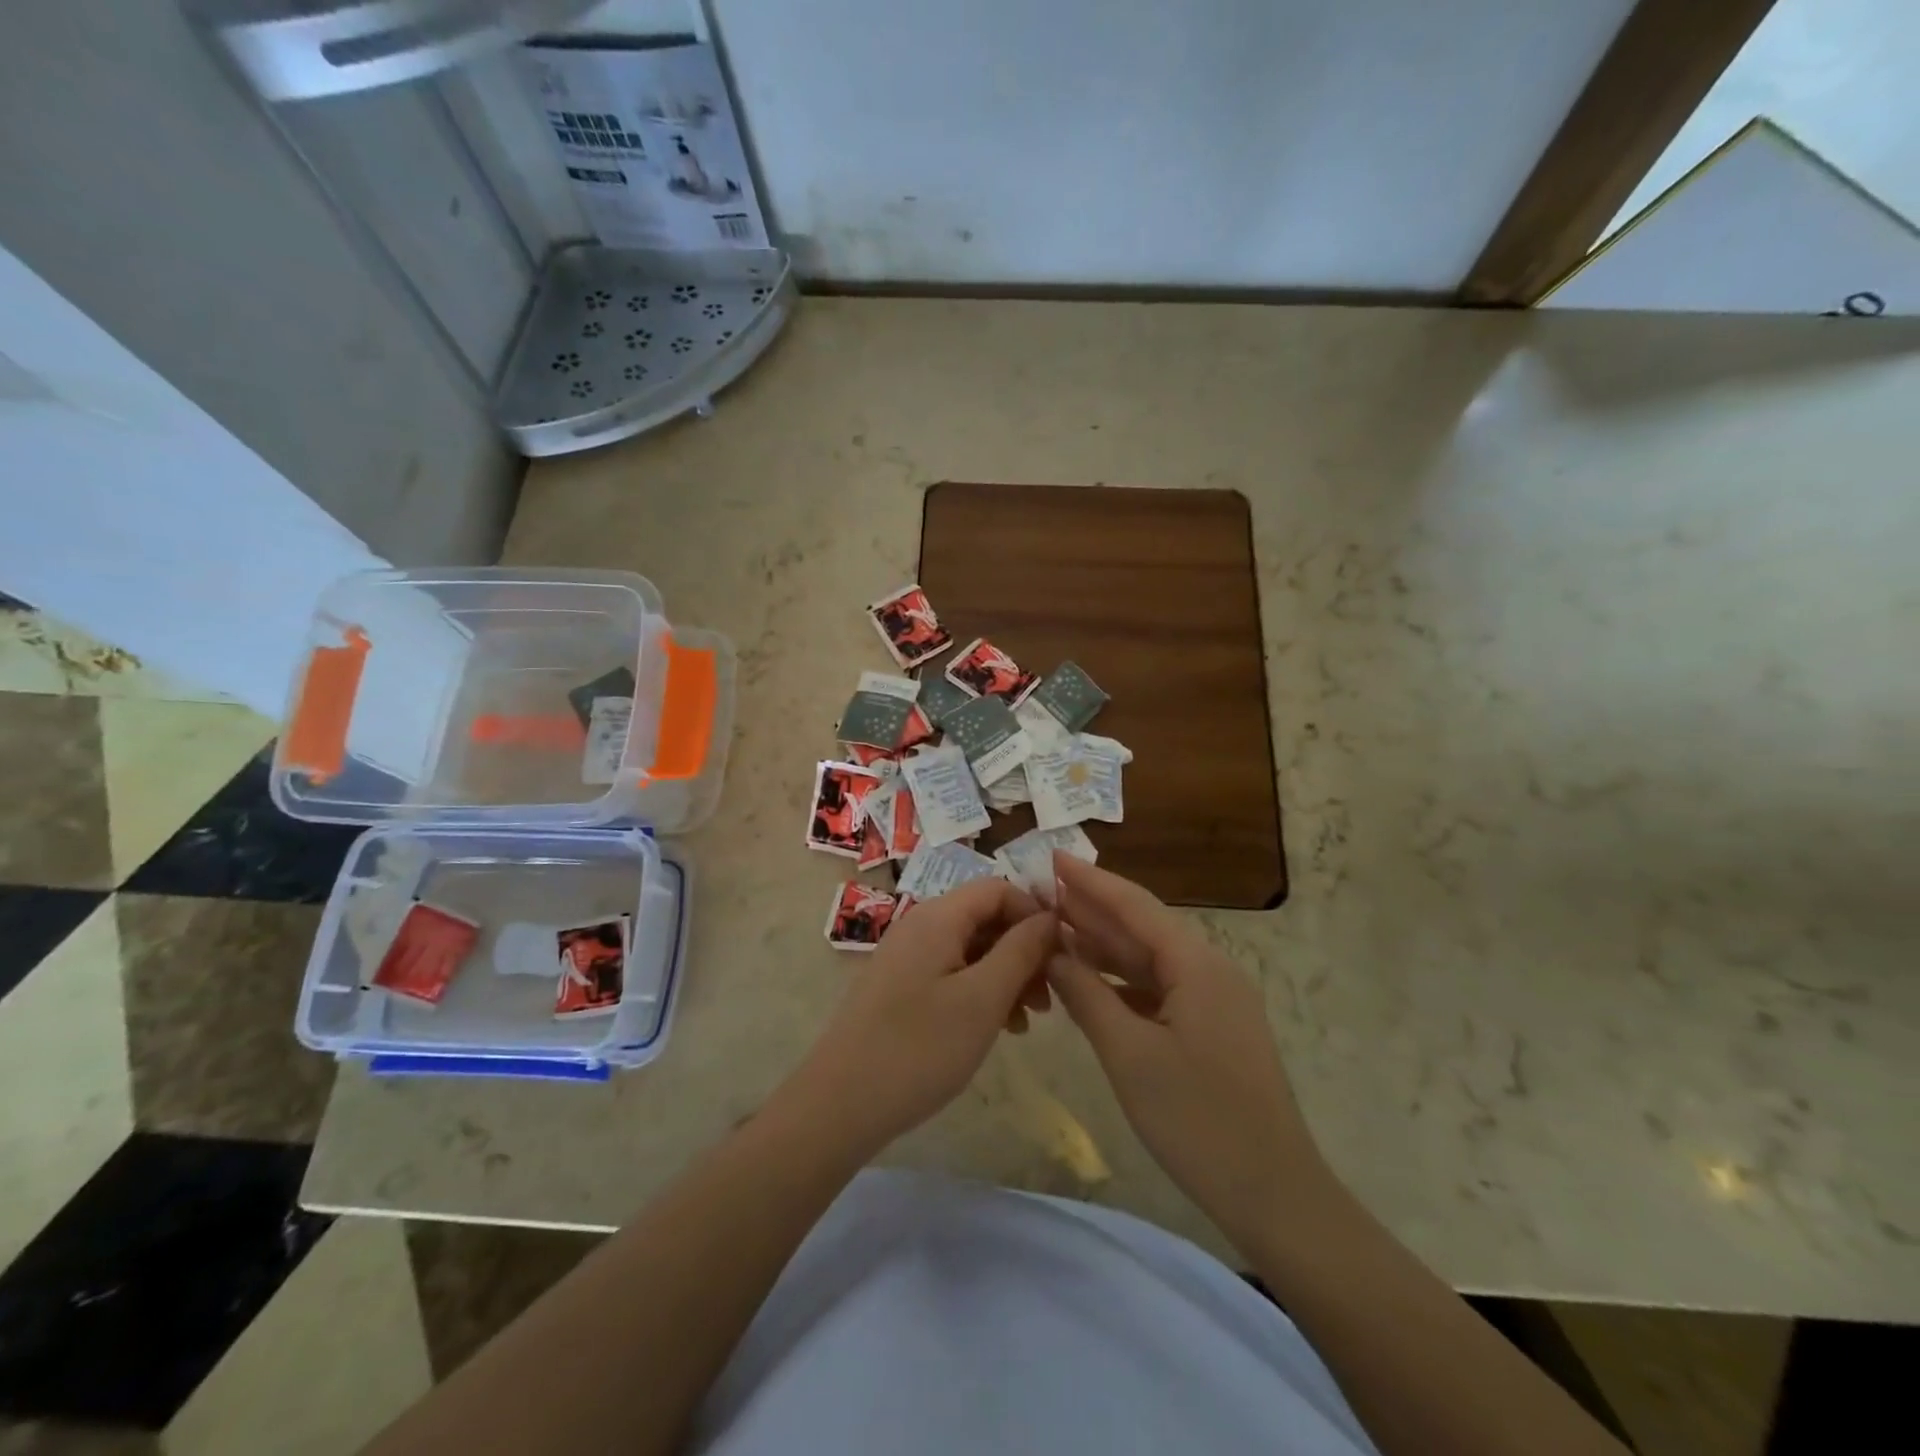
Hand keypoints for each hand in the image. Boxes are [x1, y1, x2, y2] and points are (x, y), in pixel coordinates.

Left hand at [785, 879, 1056, 1158]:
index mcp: (938, 917)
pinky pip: (951, 972)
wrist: (840, 1104)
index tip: (1062, 955)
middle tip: (1048, 998)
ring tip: (1028, 1020)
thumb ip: (1020, 951)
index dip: (1034, 914)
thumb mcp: (983, 999)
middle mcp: (920, 925)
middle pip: (985, 918)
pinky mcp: (900, 986)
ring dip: (1005, 975)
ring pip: (971, 948)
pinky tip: (997, 1027)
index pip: (999, 889)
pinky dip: (980, 991)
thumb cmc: (919, 1048)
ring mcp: (907, 957)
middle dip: (1023, 950)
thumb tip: (1050, 917)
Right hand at [1044, 854, 1325, 1254]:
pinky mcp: (1211, 1030)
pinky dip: (1121, 982)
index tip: (1052, 856)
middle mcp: (1209, 970)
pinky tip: (1089, 982)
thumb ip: (1086, 995)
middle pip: (1142, 928)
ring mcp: (1214, 1001)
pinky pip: (1158, 990)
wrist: (1275, 1195)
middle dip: (1092, 909)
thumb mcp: (1129, 1054)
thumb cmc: (1198, 1120)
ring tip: (1055, 926)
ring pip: (1149, 960)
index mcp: (1196, 964)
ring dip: (1103, 945)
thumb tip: (1053, 951)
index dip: (1090, 881)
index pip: (1134, 906)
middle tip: (1042, 891)